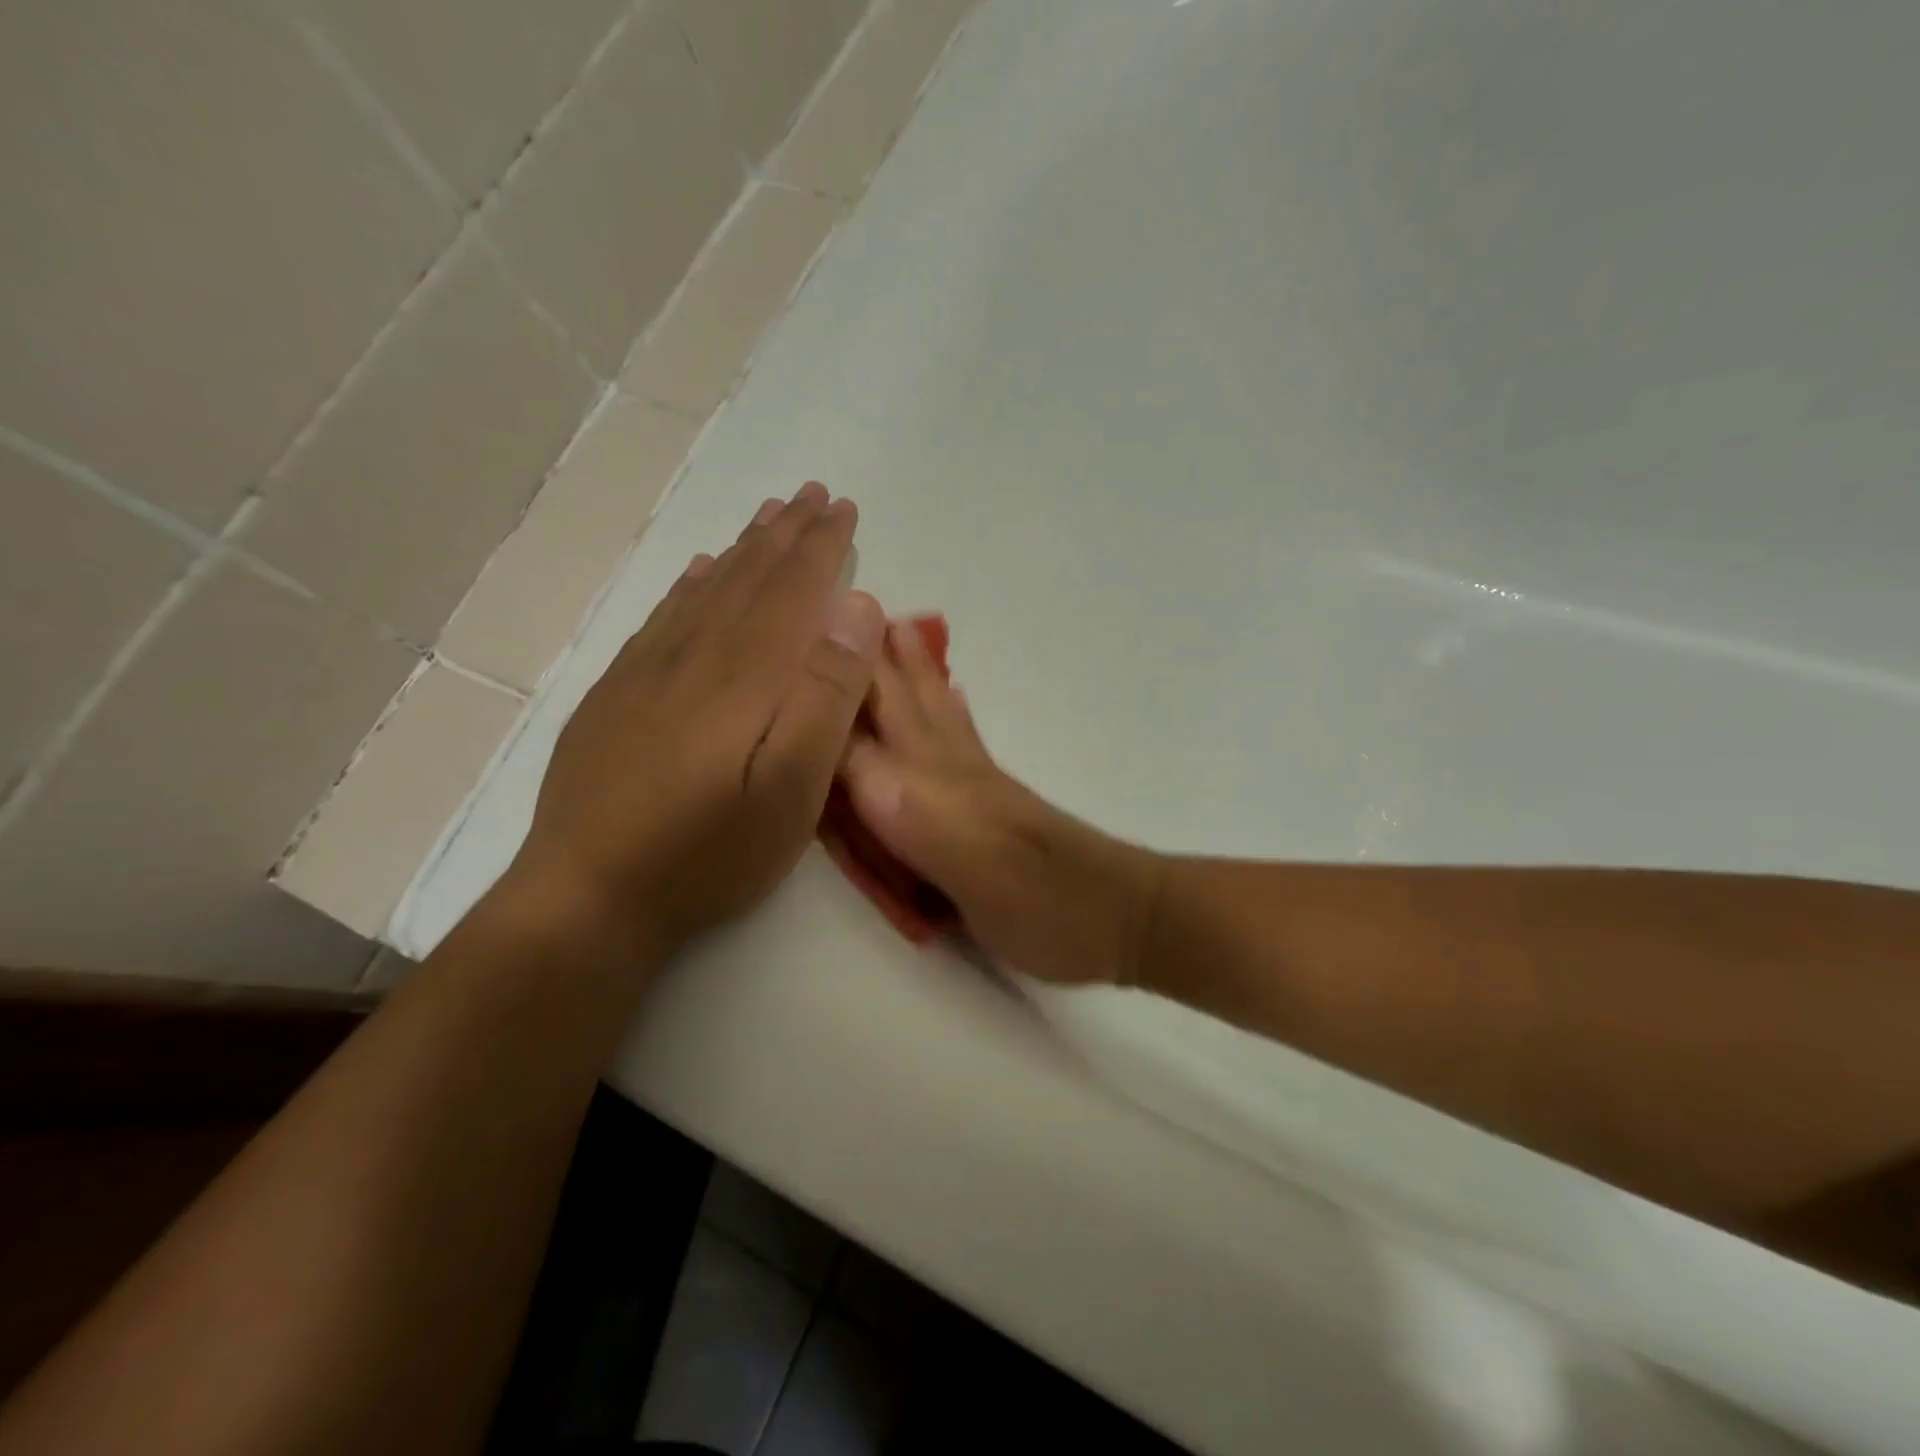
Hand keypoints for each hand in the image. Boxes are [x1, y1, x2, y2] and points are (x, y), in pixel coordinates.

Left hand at [505, 483, 885, 967]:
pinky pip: (663, 618)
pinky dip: (690, 585)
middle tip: (813, 494)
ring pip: (707, 589)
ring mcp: (648, 672)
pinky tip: (700, 572)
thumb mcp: (791, 789)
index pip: (792, 590)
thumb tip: (856, 608)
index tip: (843, 510)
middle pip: (748, 578)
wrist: (589, 894)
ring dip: (743, 549)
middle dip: (786, 533)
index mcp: (745, 674)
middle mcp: (695, 655)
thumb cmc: (709, 851)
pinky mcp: (618, 694)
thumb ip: (826, 695)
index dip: (821, 547)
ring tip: (768, 515)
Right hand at [840, 623, 1162, 985]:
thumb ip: (894, 800)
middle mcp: (947, 765)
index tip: (807, 617)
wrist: (1109, 915)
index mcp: (929, 771)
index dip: (837, 665)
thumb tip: (828, 751)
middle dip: (873, 655)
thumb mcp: (952, 852)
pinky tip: (951, 699)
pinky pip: (962, 739)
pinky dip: (948, 711)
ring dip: (911, 672)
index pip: (868, 704)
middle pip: (903, 698)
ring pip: (934, 710)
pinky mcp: (992, 803)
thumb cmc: (1030, 895)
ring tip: (898, 633)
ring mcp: (975, 781)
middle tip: (850, 604)